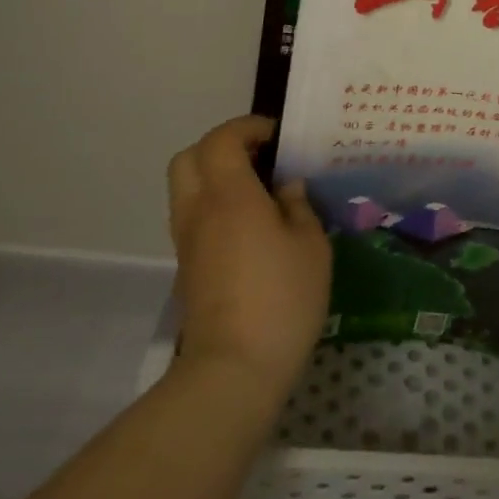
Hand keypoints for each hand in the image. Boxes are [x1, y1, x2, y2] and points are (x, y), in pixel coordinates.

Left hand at [166, 116, 331, 400]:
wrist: (233, 370)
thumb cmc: (282, 298)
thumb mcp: (311, 245)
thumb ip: (298, 206)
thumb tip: (286, 188)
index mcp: (230, 196)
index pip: (221, 140)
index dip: (247, 128)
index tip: (278, 137)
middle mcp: (199, 212)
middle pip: (189, 158)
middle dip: (222, 147)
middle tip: (259, 157)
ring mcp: (188, 242)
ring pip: (187, 188)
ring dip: (216, 176)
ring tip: (259, 190)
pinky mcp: (188, 269)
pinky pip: (194, 217)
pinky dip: (215, 205)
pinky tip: (252, 225)